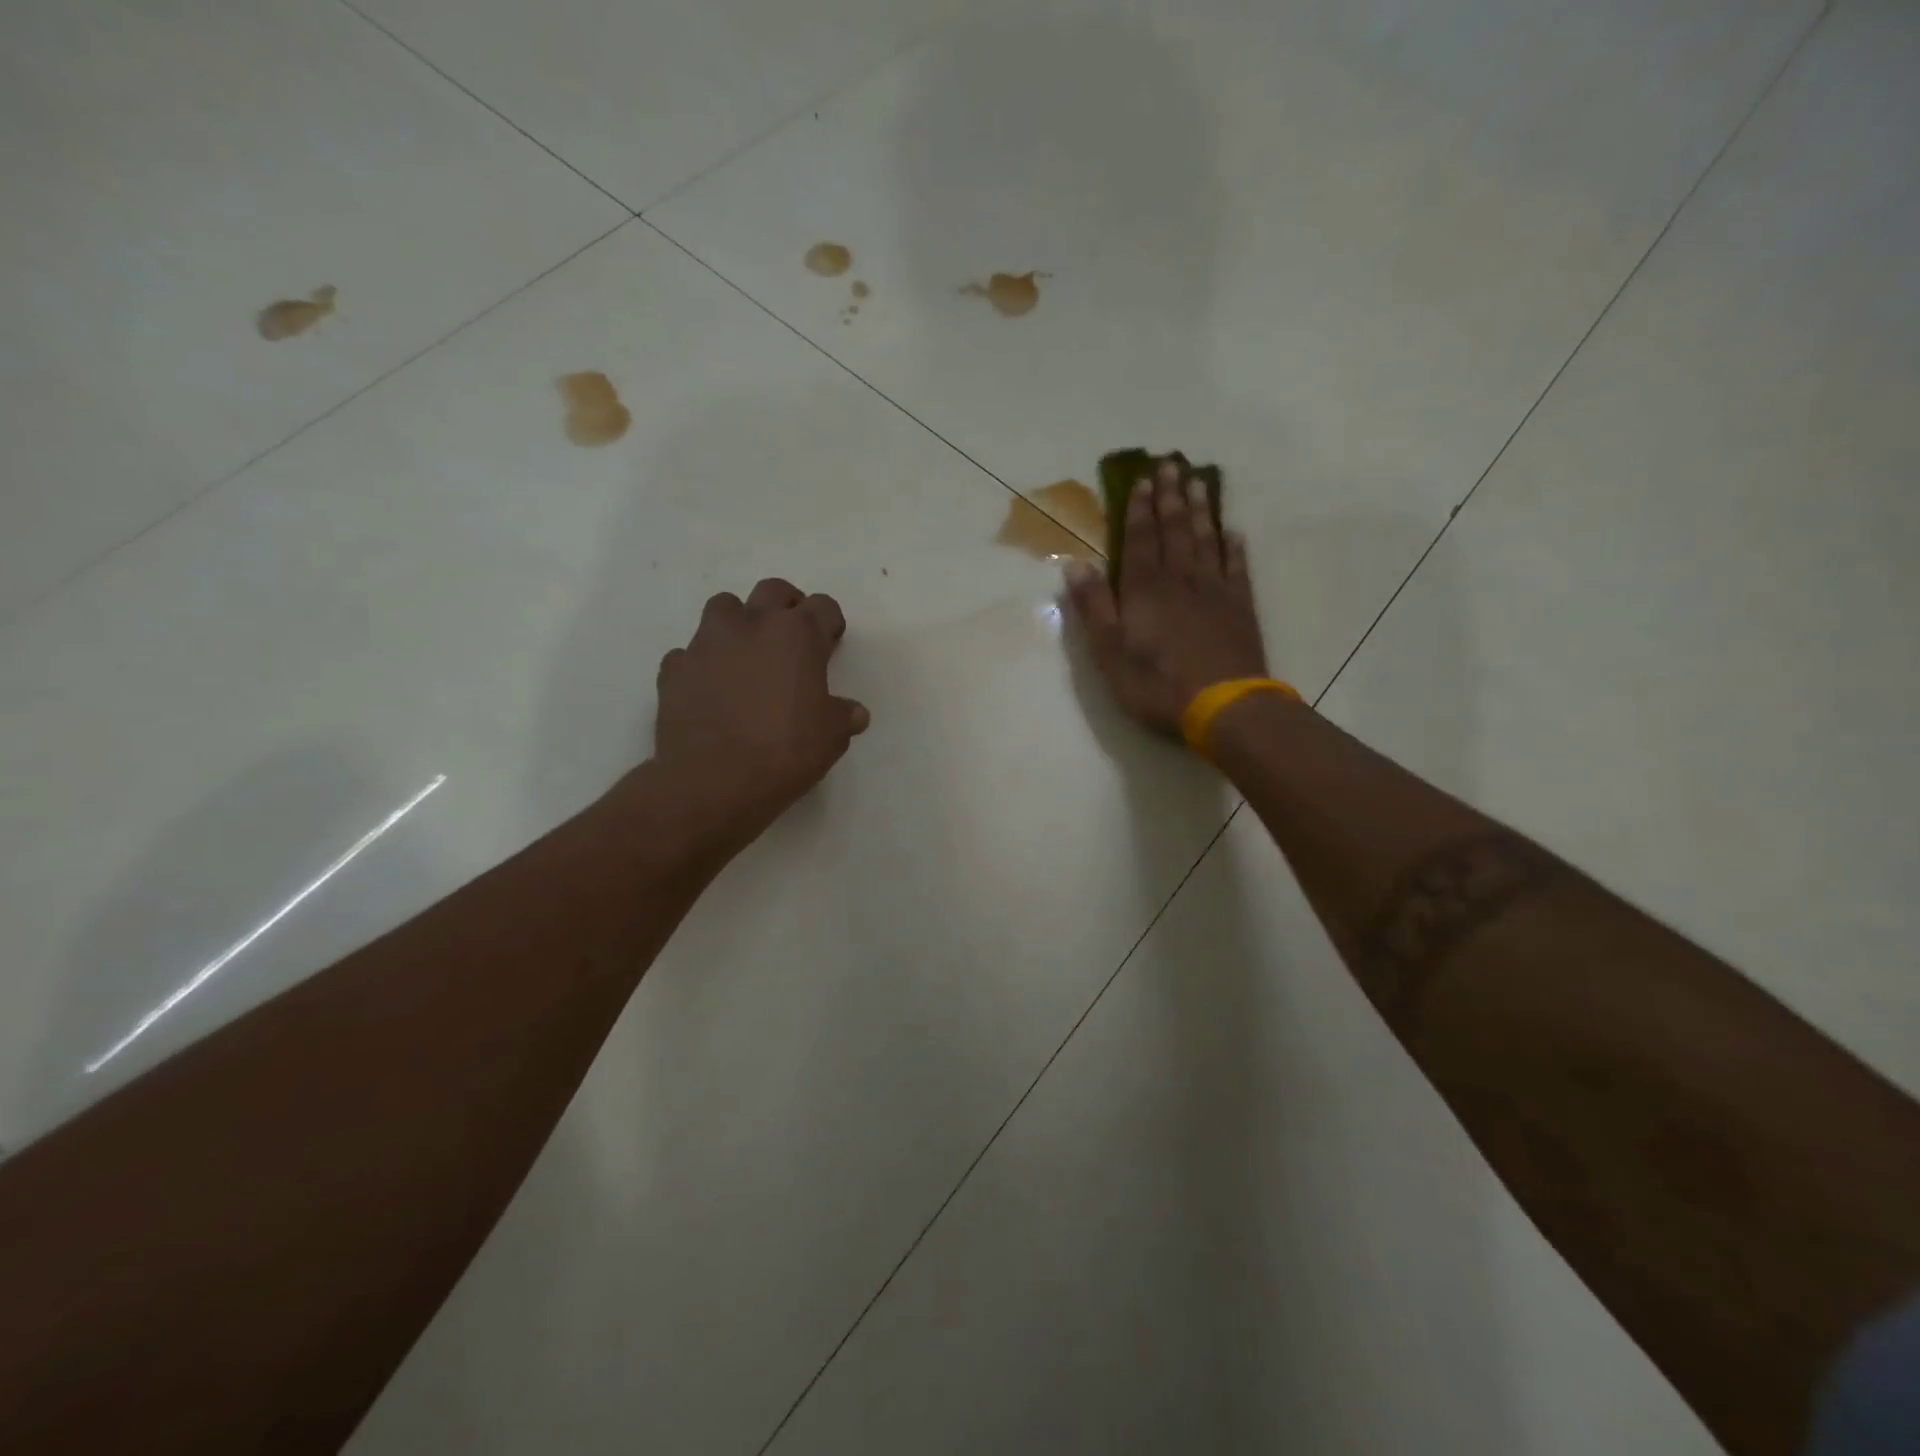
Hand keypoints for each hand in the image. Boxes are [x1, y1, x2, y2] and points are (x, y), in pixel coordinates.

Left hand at [651, 578, 868, 856]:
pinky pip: (690, 653)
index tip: (831, 644)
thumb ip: (843, 715)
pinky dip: (703, 664)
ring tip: (746, 657)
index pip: (823, 607)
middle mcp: (751, 625)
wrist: (713, 781)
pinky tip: (711, 691)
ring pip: (724, 608)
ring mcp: (707, 643)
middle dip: (786, 607)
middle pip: (772, 591)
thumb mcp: (832, 737)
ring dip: (739, 624)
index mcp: (797, 635)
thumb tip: (853, 712)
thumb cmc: (786, 752)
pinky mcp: (675, 668)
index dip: (830, 624)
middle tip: (792, 638)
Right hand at [1065, 459, 1268, 736]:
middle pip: (1176, 530)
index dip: (1140, 509)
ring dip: (1202, 511)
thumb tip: (1075, 564)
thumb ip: (1093, 607)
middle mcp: (1181, 579)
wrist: (1223, 706)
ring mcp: (1215, 591)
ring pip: (1207, 540)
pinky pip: (1237, 568)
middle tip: (1173, 464)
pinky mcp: (1240, 607)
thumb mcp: (1109, 652)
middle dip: (1171, 497)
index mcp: (1145, 589)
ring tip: (1201, 483)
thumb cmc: (1156, 684)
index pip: (1141, 539)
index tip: (1144, 480)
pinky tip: (1233, 533)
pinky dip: (1234, 547)